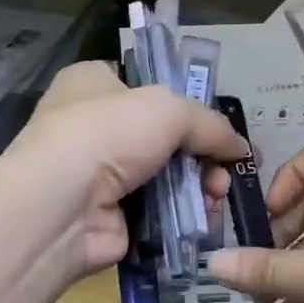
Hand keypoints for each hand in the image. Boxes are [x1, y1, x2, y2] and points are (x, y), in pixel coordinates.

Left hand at [0, 61, 245, 280]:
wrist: (62, 207)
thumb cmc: (108, 135)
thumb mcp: (169, 110)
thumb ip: (210, 125)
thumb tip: (241, 148)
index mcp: (93, 84)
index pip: (146, 86)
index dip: (185, 104)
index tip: (218, 127)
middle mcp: (93, 126)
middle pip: (164, 137)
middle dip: (202, 154)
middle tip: (226, 170)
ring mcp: (100, 175)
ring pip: (166, 177)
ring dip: (199, 186)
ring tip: (217, 195)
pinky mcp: (111, 216)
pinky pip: (159, 212)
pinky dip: (184, 216)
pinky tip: (206, 219)